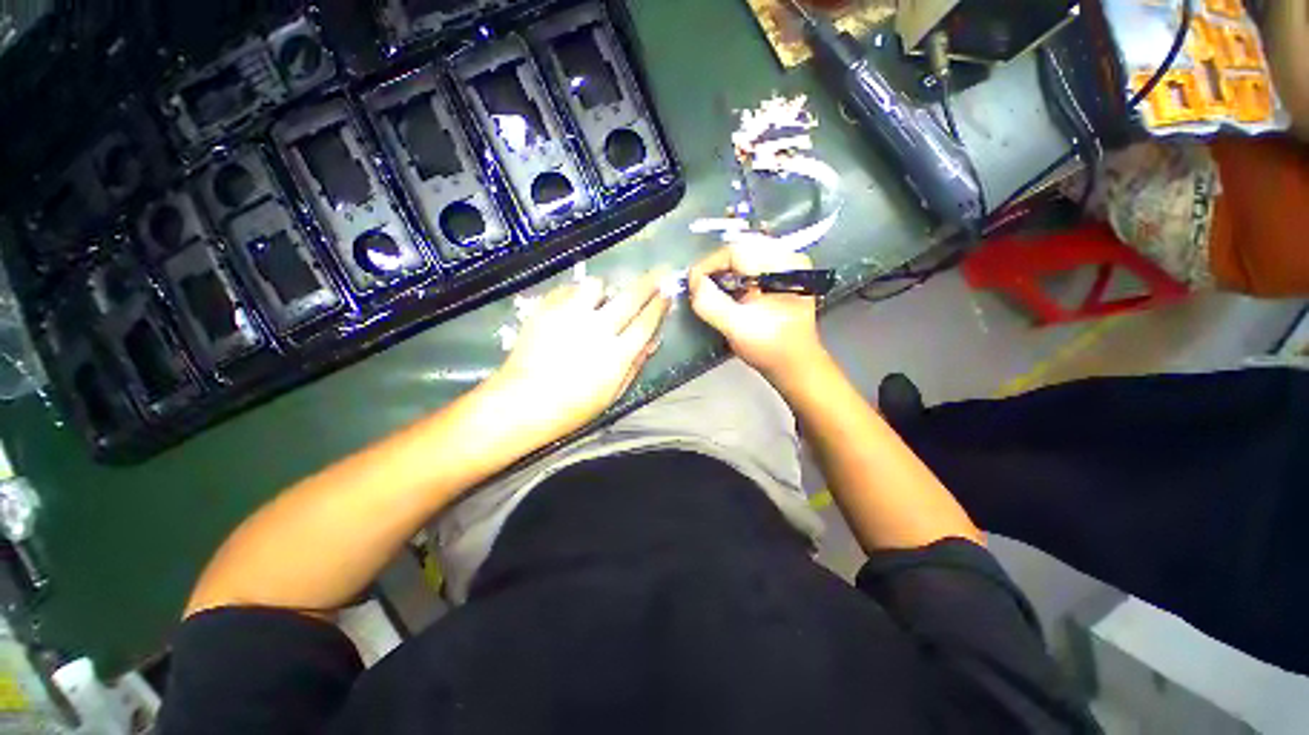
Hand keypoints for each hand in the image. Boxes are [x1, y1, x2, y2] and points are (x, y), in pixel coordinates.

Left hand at [489, 272, 669, 441]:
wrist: (521, 403)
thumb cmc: (572, 407)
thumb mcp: (611, 394)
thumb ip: (634, 365)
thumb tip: (652, 341)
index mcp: (616, 355)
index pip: (646, 322)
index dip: (659, 306)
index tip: (668, 293)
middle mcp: (597, 329)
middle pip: (630, 298)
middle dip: (648, 283)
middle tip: (658, 272)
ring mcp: (570, 316)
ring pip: (596, 285)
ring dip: (604, 289)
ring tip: (600, 298)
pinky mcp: (546, 310)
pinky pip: (568, 289)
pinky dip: (576, 293)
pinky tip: (574, 305)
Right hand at [689, 244, 824, 380]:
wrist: (796, 365)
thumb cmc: (770, 348)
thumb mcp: (737, 328)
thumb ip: (711, 304)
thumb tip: (694, 281)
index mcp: (783, 266)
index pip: (736, 251)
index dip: (708, 264)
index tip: (692, 284)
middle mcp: (787, 259)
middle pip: (740, 250)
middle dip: (715, 268)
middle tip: (699, 288)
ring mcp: (785, 268)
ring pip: (743, 257)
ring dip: (722, 272)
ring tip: (709, 291)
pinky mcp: (780, 278)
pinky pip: (749, 267)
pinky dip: (732, 277)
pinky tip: (725, 293)